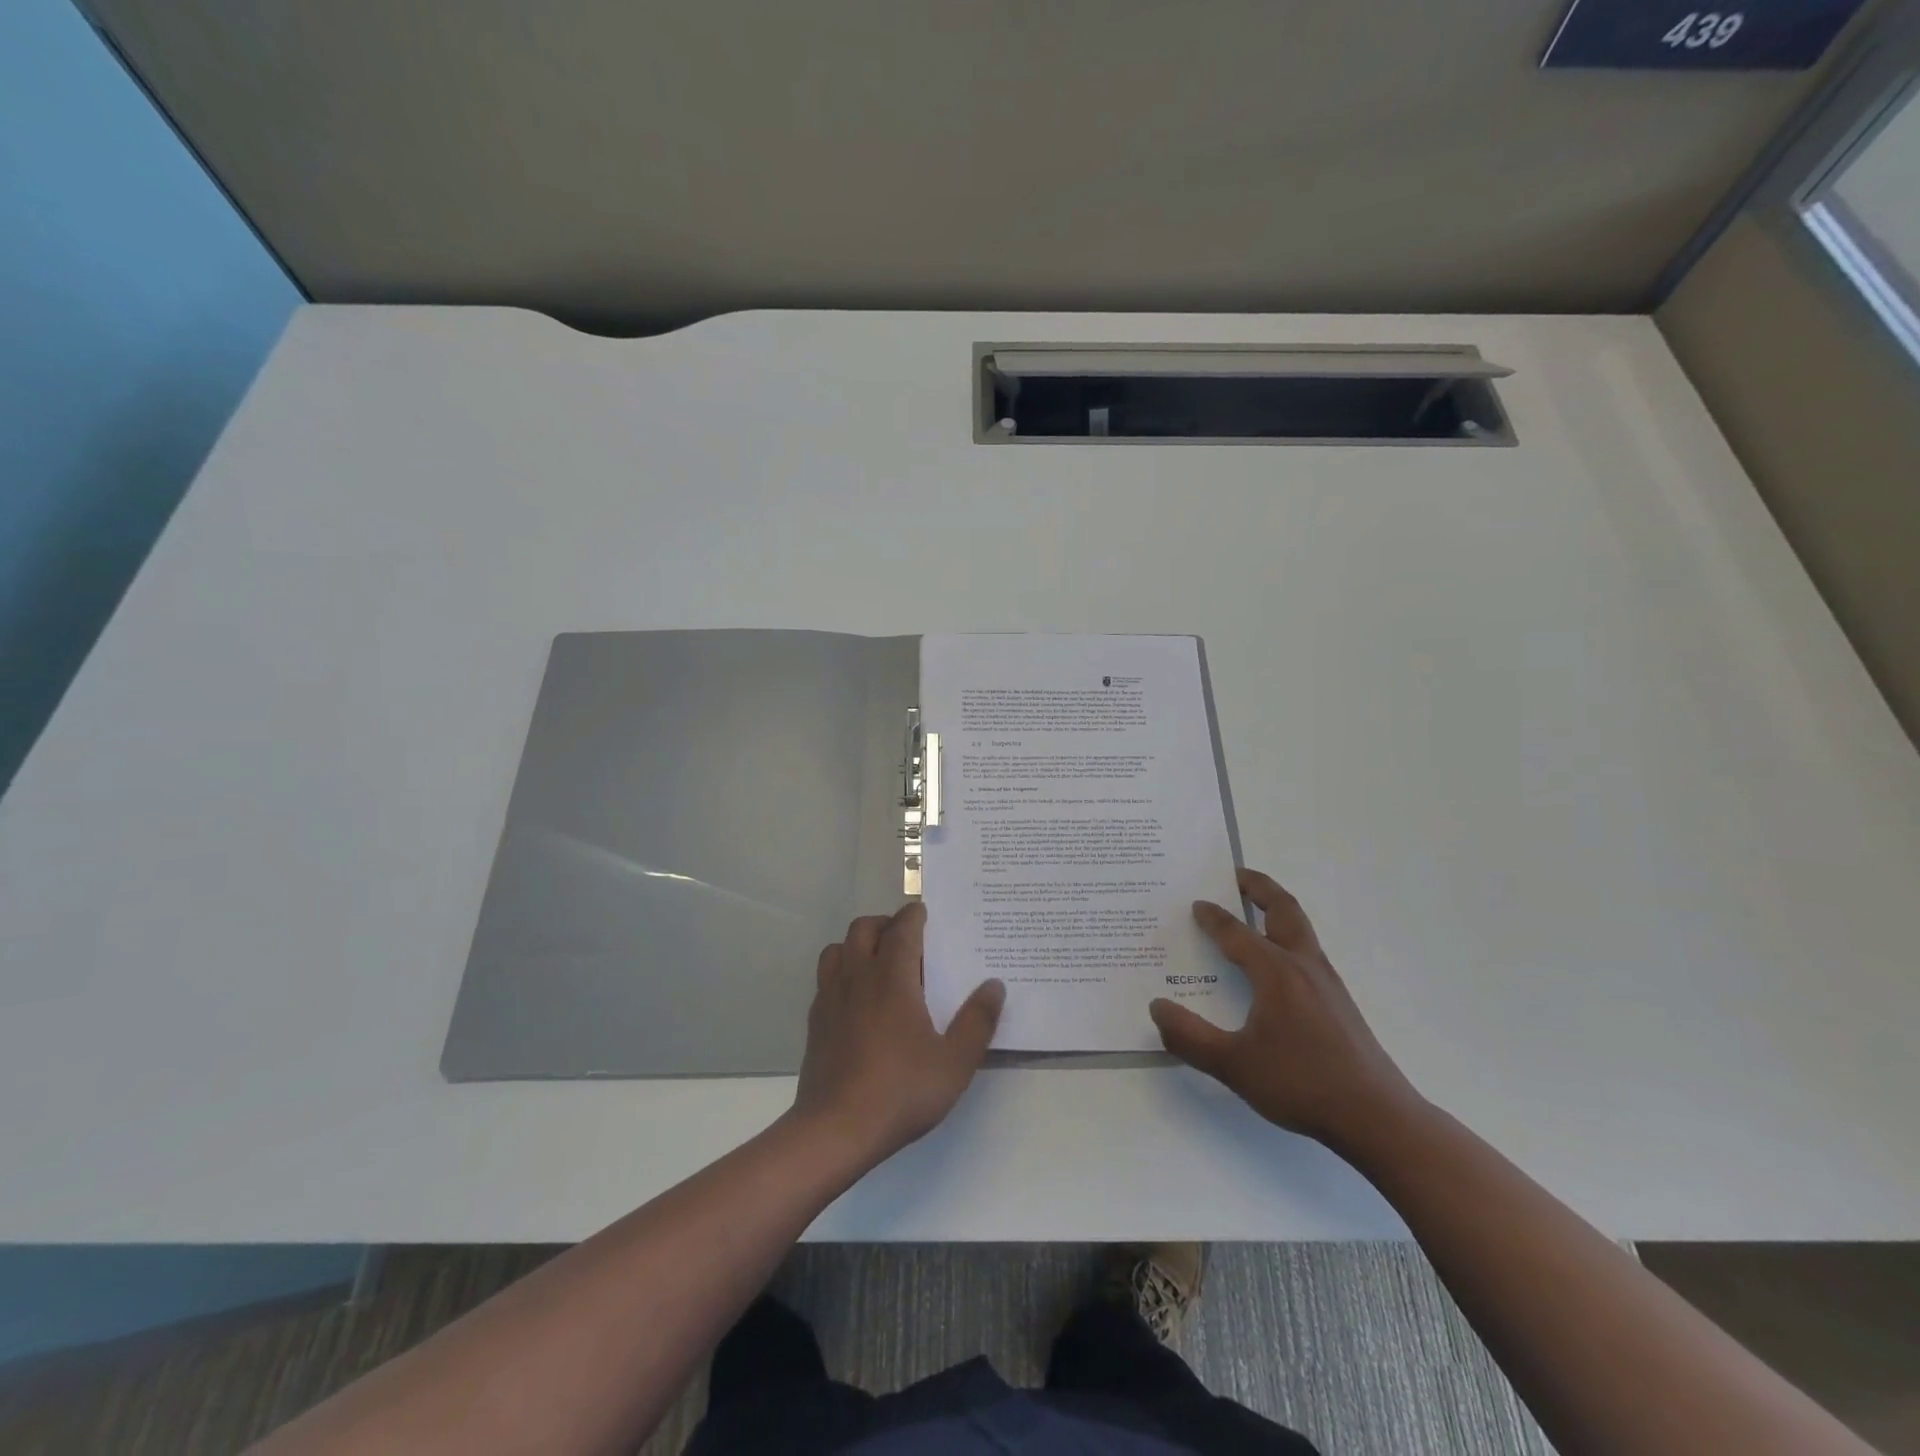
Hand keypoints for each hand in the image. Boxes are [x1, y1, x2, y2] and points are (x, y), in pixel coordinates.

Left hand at [791, 902, 1004, 1166]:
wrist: (835, 1131)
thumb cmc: (900, 1091)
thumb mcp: (954, 1063)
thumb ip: (977, 1021)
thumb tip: (994, 985)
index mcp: (891, 978)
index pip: (902, 929)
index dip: (914, 916)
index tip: (925, 913)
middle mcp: (858, 977)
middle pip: (864, 928)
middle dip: (885, 923)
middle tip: (907, 939)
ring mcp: (831, 998)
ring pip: (838, 948)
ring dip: (859, 944)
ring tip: (880, 963)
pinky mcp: (815, 1021)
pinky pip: (826, 978)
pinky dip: (843, 972)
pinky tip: (858, 998)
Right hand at [1150, 868, 1419, 1151]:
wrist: (1377, 1118)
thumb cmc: (1302, 1084)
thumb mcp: (1233, 1065)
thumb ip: (1189, 1037)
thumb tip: (1157, 1007)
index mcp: (1276, 972)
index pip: (1236, 933)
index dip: (1213, 917)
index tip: (1196, 904)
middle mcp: (1303, 966)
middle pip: (1283, 909)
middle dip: (1259, 887)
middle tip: (1235, 874)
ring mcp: (1326, 983)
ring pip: (1299, 928)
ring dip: (1275, 910)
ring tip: (1252, 910)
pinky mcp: (1338, 1002)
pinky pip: (1306, 951)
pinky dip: (1285, 937)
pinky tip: (1274, 965)